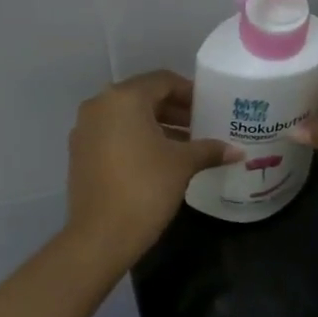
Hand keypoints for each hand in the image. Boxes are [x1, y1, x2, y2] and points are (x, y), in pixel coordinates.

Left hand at [65, 70, 237, 268]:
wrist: (101, 235)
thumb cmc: (146, 188)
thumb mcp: (182, 165)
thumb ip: (209, 150)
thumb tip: (237, 151)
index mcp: (124, 98)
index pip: (163, 81)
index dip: (189, 92)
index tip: (210, 107)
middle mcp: (99, 105)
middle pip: (143, 97)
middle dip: (174, 110)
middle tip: (201, 126)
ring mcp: (85, 130)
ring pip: (127, 118)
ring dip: (157, 126)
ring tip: (186, 145)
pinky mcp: (80, 153)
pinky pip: (113, 135)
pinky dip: (136, 140)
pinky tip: (159, 160)